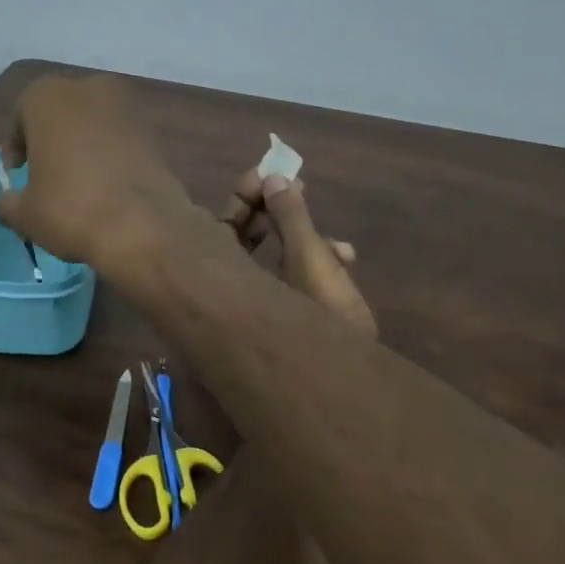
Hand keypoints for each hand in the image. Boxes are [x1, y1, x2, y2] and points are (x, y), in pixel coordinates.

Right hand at [0, 74, 199, 270]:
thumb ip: (7, 202)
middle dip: (52, 140)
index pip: (22, 114)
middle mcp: (90, 89)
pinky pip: (121, 140)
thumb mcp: (24, 214)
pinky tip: (108, 188)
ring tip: (79, 185)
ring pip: (94, 125)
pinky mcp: (154, 133)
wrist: (143, 227)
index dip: (17, 145)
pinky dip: (111, 156)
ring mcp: (128, 108)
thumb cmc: (71, 209)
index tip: (17, 172)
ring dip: (84, 147)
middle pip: (61, 113)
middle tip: (46, 175)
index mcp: (49, 97)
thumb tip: (6, 202)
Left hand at [219, 167, 376, 338]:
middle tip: (295, 187)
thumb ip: (292, 220)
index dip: (242, 197)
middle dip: (273, 214)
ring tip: (339, 244)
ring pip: (273, 261)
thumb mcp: (311, 262)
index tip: (265, 174)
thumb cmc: (322, 322)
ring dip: (304, 241)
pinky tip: (345, 262)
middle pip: (243, 241)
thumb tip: (273, 179)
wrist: (341, 389)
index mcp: (224, 280)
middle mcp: (232, 294)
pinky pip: (290, 282)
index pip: (220, 227)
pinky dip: (314, 268)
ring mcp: (257, 309)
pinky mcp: (283, 320)